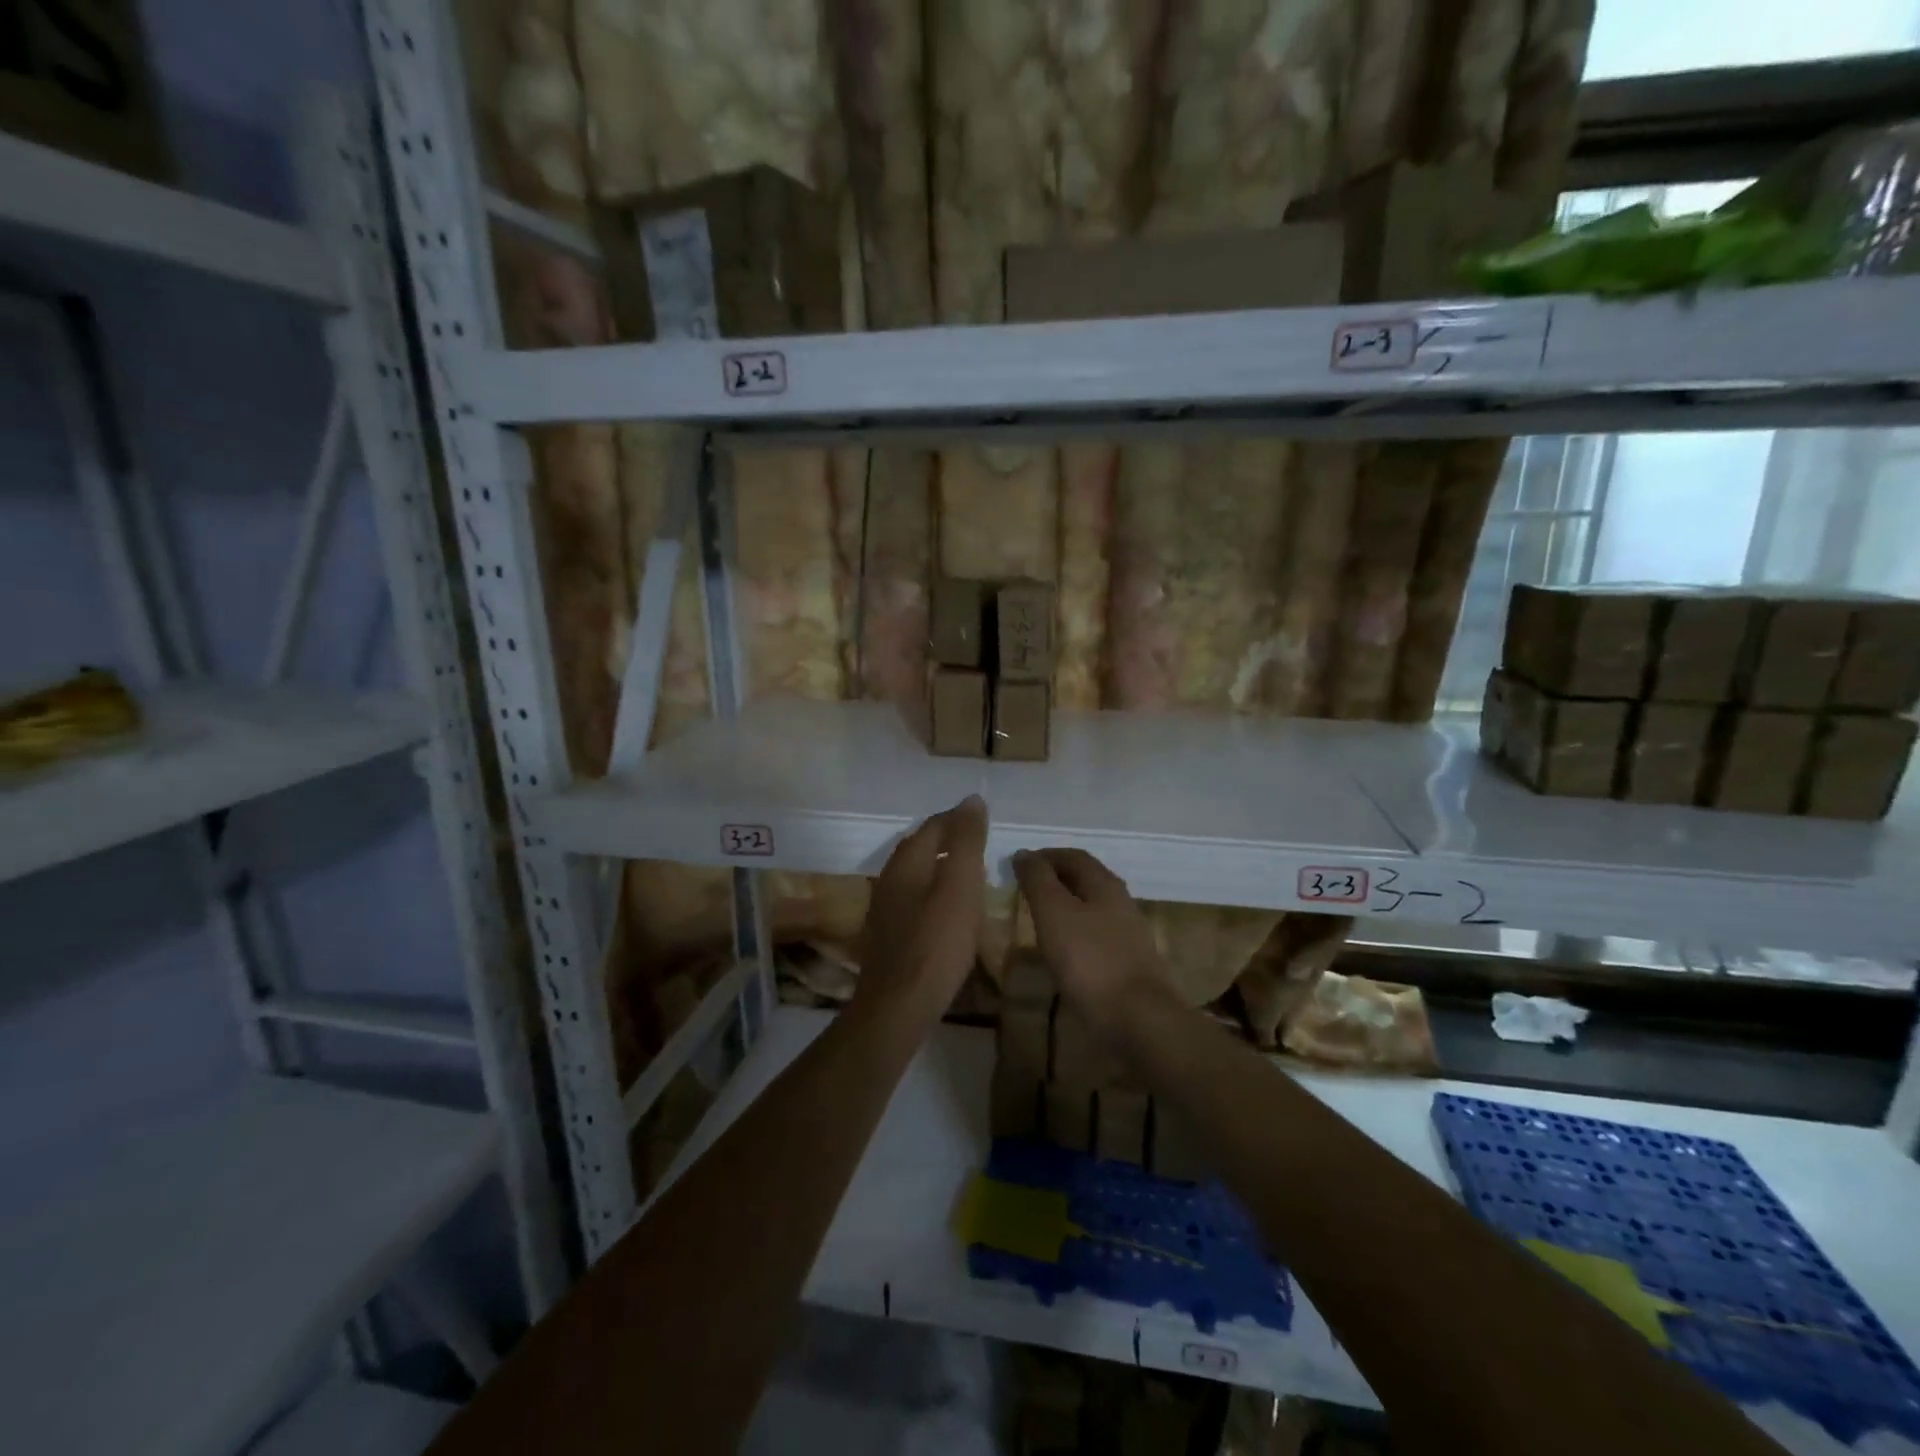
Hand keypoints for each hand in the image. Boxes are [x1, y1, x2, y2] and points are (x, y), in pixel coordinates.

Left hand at [854, 795, 988, 1020]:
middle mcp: (890, 879)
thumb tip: (972, 800)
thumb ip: (966, 842)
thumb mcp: (960, 887)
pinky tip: (948, 908)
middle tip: (978, 840)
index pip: (934, 826)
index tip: (983, 816)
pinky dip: (934, 891)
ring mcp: (885, 908)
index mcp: (906, 863)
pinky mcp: (889, 935)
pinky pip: (914, 898)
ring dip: (940, 865)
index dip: (958, 818)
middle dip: (947, 838)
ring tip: (968, 871)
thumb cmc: (936, 943)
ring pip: (916, 873)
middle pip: (920, 847)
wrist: (899, 1005)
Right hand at [1012, 848, 1178, 1038]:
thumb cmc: (1090, 960)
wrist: (1138, 1018)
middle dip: (1056, 879)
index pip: (1073, 856)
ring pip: (1093, 908)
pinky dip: (1076, 933)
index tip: (1019, 864)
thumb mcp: (1054, 913)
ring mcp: (1129, 934)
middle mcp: (1121, 902)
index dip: (1045, 856)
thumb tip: (1024, 853)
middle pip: (1086, 880)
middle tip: (1026, 890)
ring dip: (1066, 907)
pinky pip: (1097, 936)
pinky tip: (1064, 951)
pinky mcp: (1130, 963)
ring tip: (1039, 919)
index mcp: (1105, 884)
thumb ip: (1038, 880)